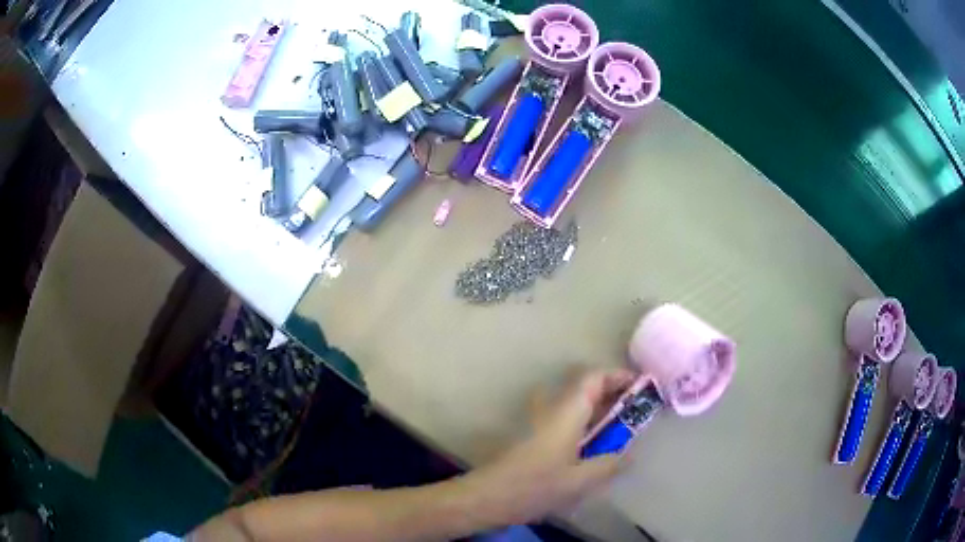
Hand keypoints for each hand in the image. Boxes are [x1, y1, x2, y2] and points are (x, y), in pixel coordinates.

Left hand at [462, 368, 636, 525]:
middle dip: (612, 396)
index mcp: (566, 410)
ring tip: (617, 432)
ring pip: (575, 405)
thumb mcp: (581, 479)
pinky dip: (583, 424)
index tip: (641, 389)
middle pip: (586, 388)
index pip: (594, 376)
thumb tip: (630, 455)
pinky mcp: (532, 434)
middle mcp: (552, 407)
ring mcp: (539, 419)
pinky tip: (591, 448)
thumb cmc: (536, 484)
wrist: (489, 495)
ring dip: (598, 411)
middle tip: (634, 414)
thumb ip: (610, 464)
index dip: (619, 376)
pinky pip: (565, 419)